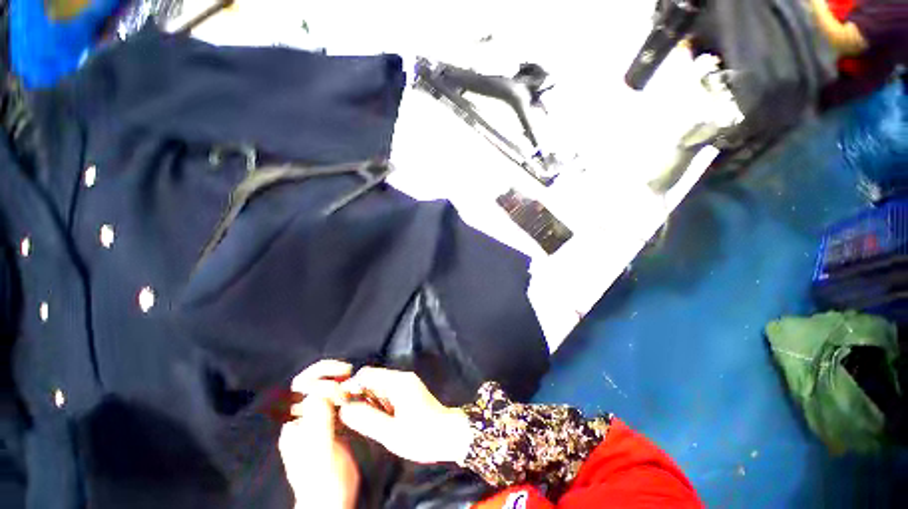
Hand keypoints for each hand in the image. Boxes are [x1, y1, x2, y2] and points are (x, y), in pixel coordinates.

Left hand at [279, 360, 358, 508]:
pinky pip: (338, 398)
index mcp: (295, 423)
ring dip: (339, 379)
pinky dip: (348, 390)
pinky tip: (358, 391)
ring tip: (354, 378)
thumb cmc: (323, 481)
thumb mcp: (319, 453)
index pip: (300, 390)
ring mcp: (318, 419)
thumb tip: (321, 394)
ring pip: (325, 388)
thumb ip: (318, 423)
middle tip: (347, 369)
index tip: (340, 388)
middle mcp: (303, 418)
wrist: (332, 501)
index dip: (320, 382)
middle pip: (310, 383)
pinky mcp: (333, 422)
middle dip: (327, 372)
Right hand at [338, 367, 472, 463]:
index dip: (350, 386)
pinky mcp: (408, 392)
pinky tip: (376, 419)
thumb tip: (344, 408)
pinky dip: (377, 403)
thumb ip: (367, 419)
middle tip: (349, 416)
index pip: (367, 374)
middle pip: (372, 379)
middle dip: (358, 394)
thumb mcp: (391, 432)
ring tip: (361, 420)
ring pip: (378, 386)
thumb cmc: (421, 435)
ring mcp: (406, 384)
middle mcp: (401, 378)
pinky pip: (386, 393)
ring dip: (367, 400)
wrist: (448, 435)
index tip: (339, 404)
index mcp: (397, 382)